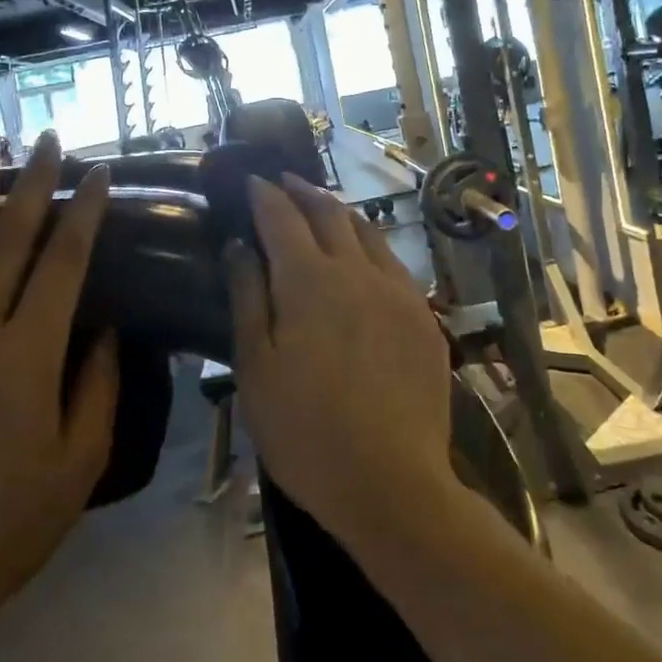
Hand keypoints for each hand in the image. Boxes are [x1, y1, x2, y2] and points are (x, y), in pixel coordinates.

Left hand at [0, 132, 119, 661]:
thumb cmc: (9, 525)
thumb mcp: (79, 464)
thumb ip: (96, 386)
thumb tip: (104, 325)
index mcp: (26, 360)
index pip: (62, 265)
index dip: (82, 214)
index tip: (96, 175)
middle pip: (8, 241)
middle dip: (34, 184)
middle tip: (51, 140)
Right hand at [226, 174, 453, 551]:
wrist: (391, 482)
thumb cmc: (304, 430)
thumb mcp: (256, 366)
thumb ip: (247, 297)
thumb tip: (238, 245)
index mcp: (309, 280)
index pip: (281, 217)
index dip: (264, 194)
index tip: (251, 179)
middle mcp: (356, 271)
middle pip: (329, 213)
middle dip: (303, 191)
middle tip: (284, 181)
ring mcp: (397, 291)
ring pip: (367, 233)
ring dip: (339, 213)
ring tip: (322, 208)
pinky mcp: (423, 316)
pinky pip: (392, 263)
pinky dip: (370, 246)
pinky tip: (364, 257)